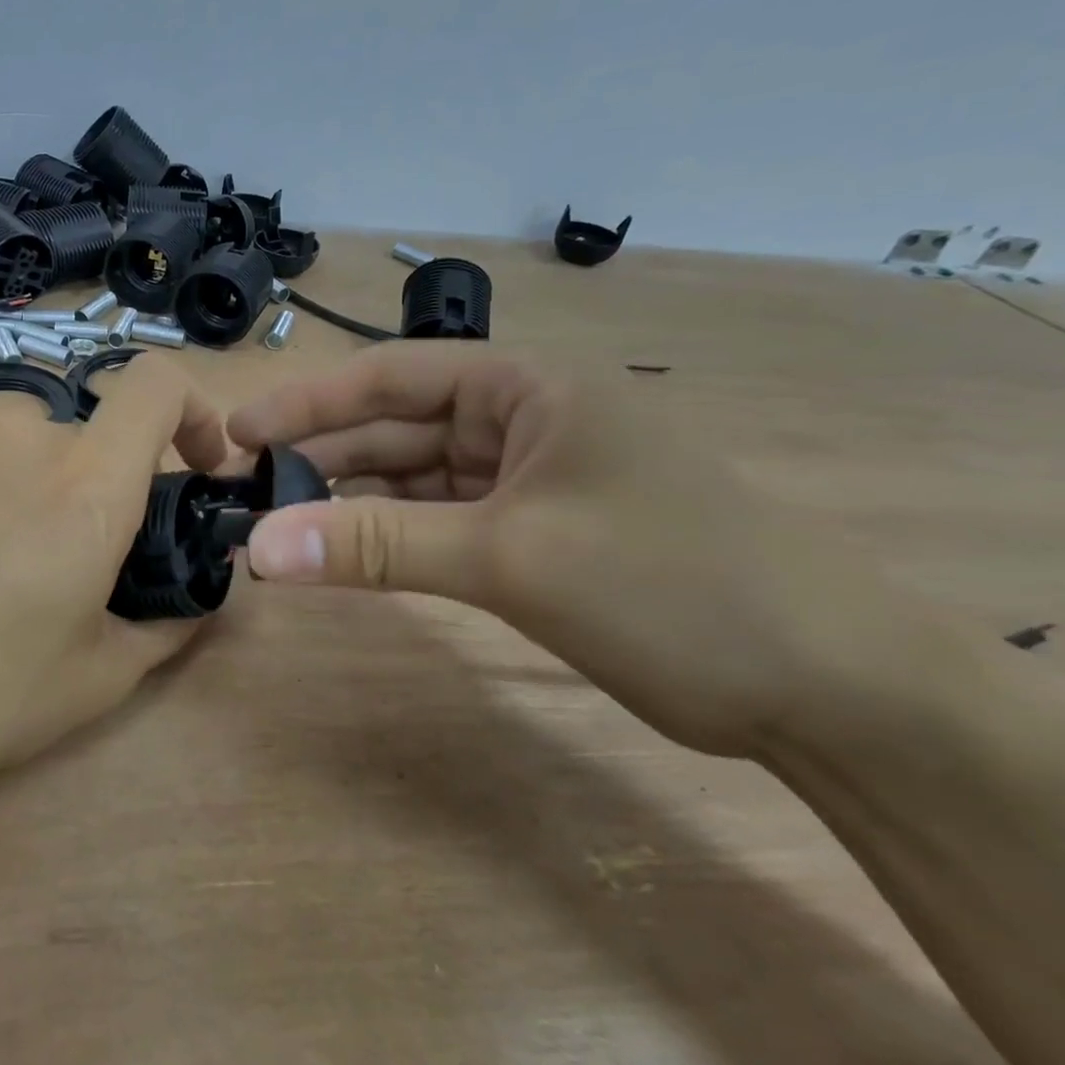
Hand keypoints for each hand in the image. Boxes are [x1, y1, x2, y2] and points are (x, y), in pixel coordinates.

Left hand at [0, 352, 228, 790]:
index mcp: (88, 483)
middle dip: (127, 488)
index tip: (202, 471)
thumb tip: (196, 601)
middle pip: (104, 434)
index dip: (197, 411)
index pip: (155, 383)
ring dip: (71, 502)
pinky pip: (2, 476)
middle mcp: (29, 447)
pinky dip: (22, 510)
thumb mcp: (100, 676)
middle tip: (115, 569)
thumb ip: (168, 625)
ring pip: (52, 457)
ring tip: (45, 588)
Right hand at [227, 345, 914, 757]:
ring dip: (349, 502)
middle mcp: (521, 421)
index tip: (238, 435)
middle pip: (395, 428)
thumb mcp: (509, 557)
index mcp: (526, 387)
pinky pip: (439, 522)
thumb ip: (376, 547)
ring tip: (278, 527)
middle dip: (321, 459)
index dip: (308, 402)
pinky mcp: (532, 535)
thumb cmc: (671, 584)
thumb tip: (258, 548)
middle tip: (244, 494)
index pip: (390, 377)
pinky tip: (344, 553)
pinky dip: (390, 537)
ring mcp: (527, 481)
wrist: (826, 688)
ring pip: (413, 480)